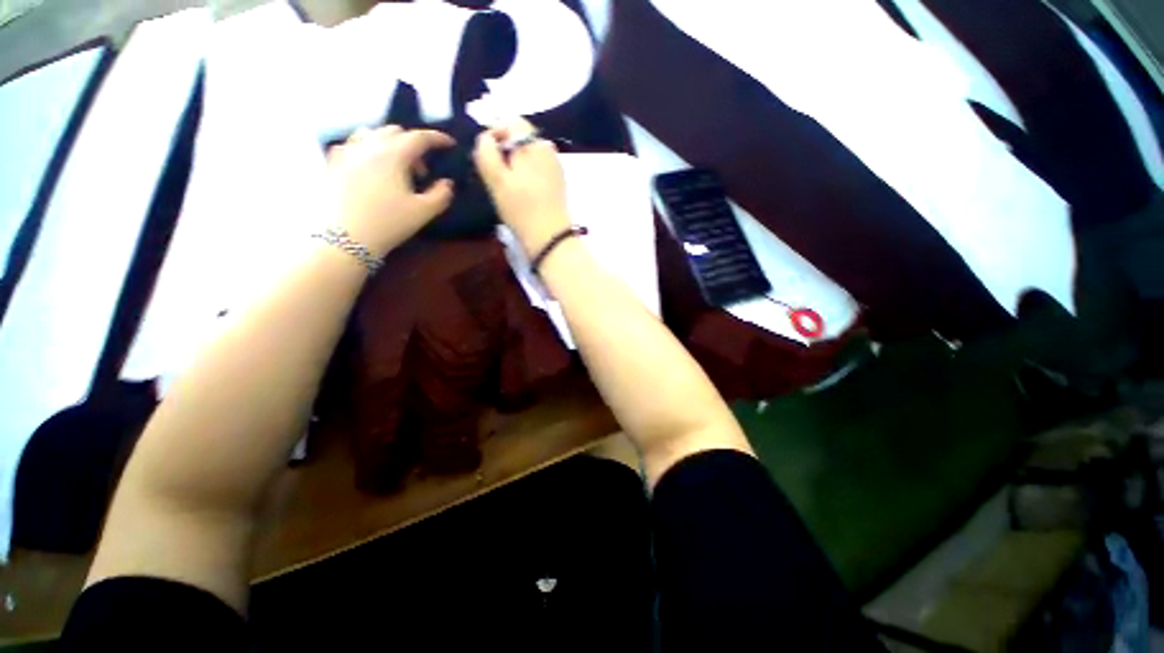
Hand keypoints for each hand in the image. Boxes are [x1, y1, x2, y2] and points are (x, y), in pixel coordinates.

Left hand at [327, 125, 454, 256]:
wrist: (344, 239)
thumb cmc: (388, 223)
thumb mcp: (423, 212)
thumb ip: (441, 195)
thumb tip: (447, 183)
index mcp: (393, 155)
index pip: (419, 137)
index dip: (437, 138)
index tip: (450, 144)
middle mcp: (368, 146)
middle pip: (394, 132)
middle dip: (413, 144)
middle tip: (422, 169)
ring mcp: (346, 153)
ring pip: (370, 134)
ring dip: (389, 143)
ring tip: (396, 166)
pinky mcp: (333, 164)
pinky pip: (351, 145)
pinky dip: (366, 149)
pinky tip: (370, 167)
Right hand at [473, 118, 570, 255]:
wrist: (550, 238)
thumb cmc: (521, 209)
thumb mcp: (496, 179)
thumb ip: (486, 152)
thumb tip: (485, 137)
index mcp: (535, 143)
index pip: (510, 122)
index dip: (494, 135)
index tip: (487, 159)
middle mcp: (548, 149)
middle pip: (519, 138)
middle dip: (504, 152)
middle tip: (496, 176)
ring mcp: (555, 166)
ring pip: (527, 155)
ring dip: (515, 164)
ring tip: (508, 187)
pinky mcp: (558, 182)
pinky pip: (537, 168)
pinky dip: (527, 174)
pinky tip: (523, 193)